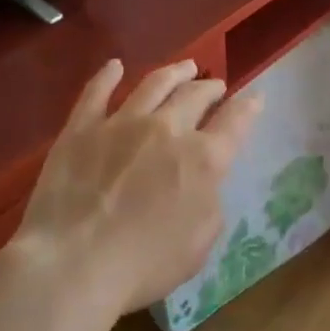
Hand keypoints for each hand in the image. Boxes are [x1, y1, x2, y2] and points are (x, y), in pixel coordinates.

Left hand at [20, 59, 261, 320]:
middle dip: (210, 87)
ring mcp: (122, 123)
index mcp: (203, 159)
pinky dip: (108, 76)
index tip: (255, 97)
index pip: (235, 122)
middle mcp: (167, 129)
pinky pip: (96, 92)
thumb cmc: (144, 264)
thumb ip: (210, 202)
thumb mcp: (200, 244)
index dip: (249, 107)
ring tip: (185, 67)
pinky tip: (115, 66)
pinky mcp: (81, 128)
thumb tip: (204, 181)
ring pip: (155, 84)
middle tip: (215, 85)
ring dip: (175, 72)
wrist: (73, 264)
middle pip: (195, 95)